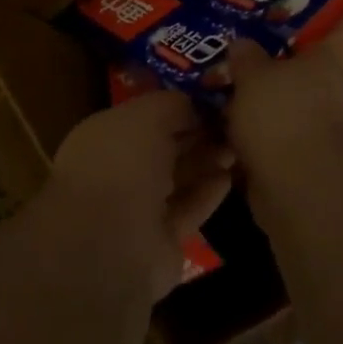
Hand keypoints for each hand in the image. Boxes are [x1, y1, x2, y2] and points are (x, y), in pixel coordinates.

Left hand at [52, 90, 234, 297]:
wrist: (111, 243)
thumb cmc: (122, 164)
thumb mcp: (147, 115)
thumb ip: (171, 104)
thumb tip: (193, 104)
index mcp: (104, 136)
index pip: (144, 116)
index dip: (177, 107)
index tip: (211, 99)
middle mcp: (117, 170)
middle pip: (163, 148)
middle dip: (196, 134)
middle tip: (231, 124)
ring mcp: (137, 209)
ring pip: (177, 179)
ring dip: (206, 162)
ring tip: (237, 148)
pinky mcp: (160, 241)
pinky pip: (187, 210)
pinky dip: (207, 194)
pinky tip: (230, 178)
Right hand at [224, 0, 342, 196]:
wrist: (304, 193)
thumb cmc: (286, 116)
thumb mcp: (254, 76)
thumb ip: (247, 59)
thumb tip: (243, 46)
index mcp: (337, 60)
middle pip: (328, 63)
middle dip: (296, 55)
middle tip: (257, 47)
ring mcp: (333, 131)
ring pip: (303, 103)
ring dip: (275, 98)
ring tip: (232, 89)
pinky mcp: (314, 164)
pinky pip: (286, 138)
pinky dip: (264, 134)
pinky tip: (230, 131)